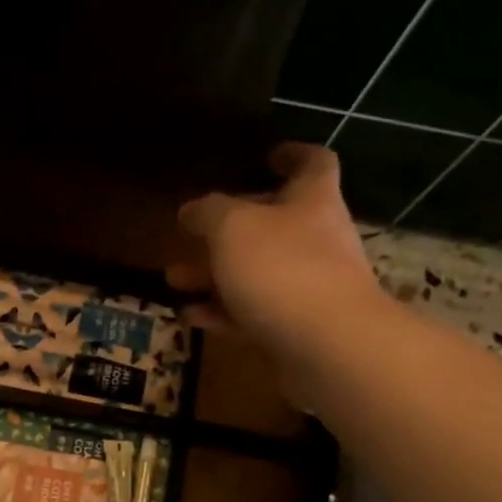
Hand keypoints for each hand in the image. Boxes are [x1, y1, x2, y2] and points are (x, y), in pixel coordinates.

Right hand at [167, 143, 385, 401]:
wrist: (328, 346)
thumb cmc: (282, 269)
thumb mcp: (233, 228)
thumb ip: (208, 213)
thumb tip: (191, 209)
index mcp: (312, 201)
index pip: (312, 164)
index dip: (292, 155)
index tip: (268, 155)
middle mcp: (316, 240)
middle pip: (272, 225)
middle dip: (226, 230)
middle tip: (188, 234)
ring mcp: (309, 288)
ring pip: (256, 273)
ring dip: (214, 274)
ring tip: (173, 279)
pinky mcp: (296, 329)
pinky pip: (254, 313)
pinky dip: (222, 312)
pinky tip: (190, 316)